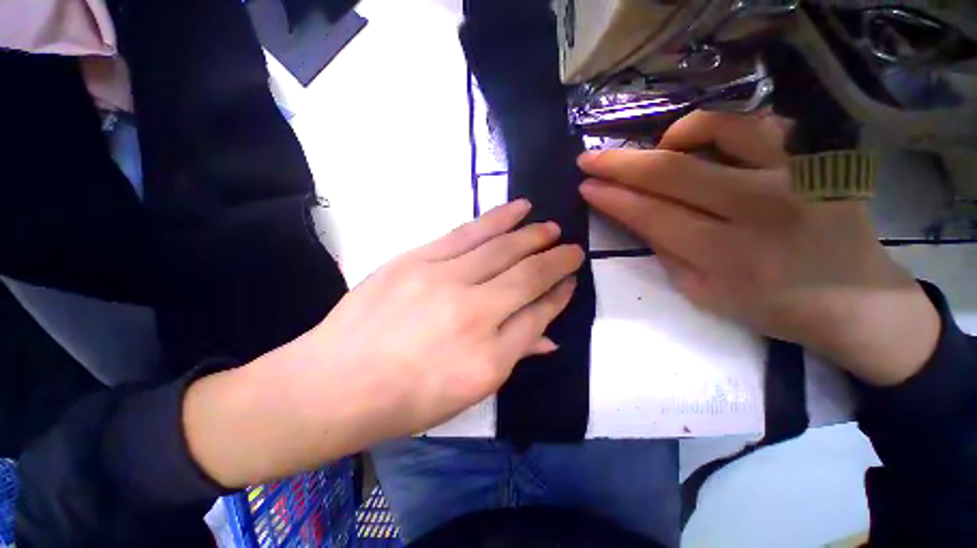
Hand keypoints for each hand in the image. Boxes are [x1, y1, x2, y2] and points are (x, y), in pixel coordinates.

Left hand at [184, 200, 582, 485]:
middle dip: (555, 260)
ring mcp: (443, 280)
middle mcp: (473, 313)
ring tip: (550, 225)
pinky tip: (517, 209)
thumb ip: (513, 354)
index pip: (538, 314)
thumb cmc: (407, 398)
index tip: (571, 280)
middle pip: (527, 276)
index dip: (559, 295)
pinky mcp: (418, 259)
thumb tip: (548, 334)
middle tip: (572, 247)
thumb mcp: (469, 390)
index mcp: (489, 357)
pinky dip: (497, 219)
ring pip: (501, 248)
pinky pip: (467, 233)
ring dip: (531, 234)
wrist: (335, 383)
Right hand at [578, 110, 939, 385]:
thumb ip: (664, 251)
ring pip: (715, 130)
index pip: (649, 214)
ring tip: (656, 151)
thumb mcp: (702, 293)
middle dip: (619, 163)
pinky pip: (757, 124)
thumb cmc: (771, 306)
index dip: (611, 197)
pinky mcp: (816, 158)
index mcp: (725, 255)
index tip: (585, 184)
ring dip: (669, 137)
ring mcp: (793, 174)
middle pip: (671, 171)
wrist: (856, 301)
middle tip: (589, 158)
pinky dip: (718, 127)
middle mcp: (759, 208)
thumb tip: (634, 213)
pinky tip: (704, 144)